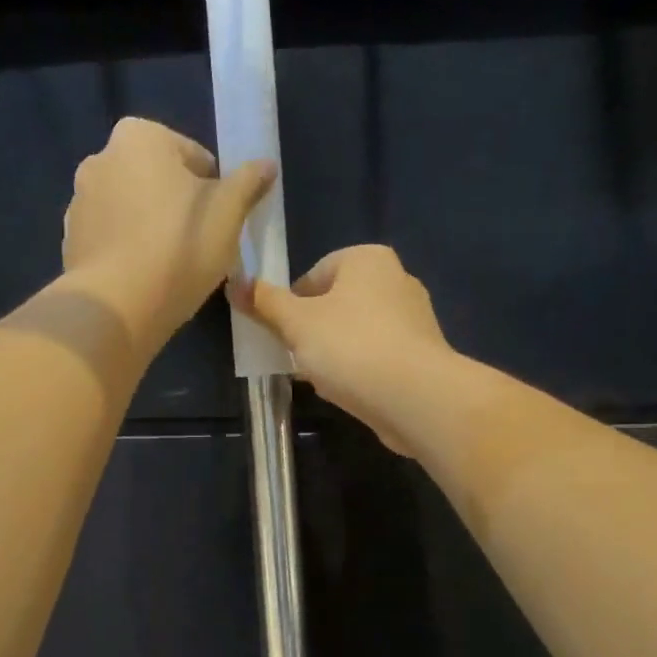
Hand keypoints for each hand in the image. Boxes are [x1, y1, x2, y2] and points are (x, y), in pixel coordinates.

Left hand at [62, 117, 275, 345]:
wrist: (118, 306)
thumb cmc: (179, 247)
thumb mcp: (228, 212)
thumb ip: (248, 182)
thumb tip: (266, 164)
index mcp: (139, 136)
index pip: (193, 156)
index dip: (214, 189)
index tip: (220, 222)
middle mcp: (100, 158)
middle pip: (157, 180)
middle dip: (178, 205)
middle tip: (200, 244)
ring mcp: (79, 201)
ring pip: (132, 210)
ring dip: (151, 227)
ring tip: (172, 266)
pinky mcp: (70, 241)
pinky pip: (111, 240)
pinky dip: (128, 251)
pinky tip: (145, 279)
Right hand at [236, 244, 451, 454]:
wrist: (414, 396)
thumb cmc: (350, 346)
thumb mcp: (296, 323)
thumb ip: (265, 302)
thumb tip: (235, 282)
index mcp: (368, 259)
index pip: (315, 274)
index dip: (292, 305)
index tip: (283, 334)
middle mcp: (397, 279)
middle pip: (337, 304)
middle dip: (314, 331)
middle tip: (298, 358)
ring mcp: (414, 318)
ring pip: (357, 333)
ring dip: (336, 354)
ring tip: (324, 379)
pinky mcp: (422, 354)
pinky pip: (378, 357)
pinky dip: (361, 370)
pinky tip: (350, 392)